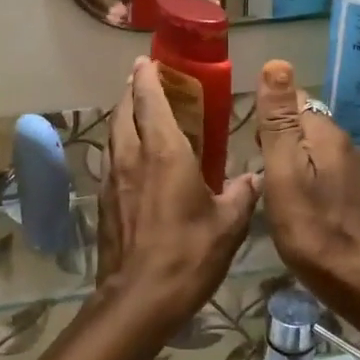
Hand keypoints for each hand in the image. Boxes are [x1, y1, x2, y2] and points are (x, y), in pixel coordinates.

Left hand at [97, 58, 258, 335]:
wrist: (139, 299)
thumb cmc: (188, 255)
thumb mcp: (228, 224)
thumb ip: (242, 195)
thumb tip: (256, 178)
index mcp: (164, 153)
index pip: (149, 101)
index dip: (147, 78)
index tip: (147, 61)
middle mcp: (132, 157)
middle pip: (124, 111)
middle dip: (132, 90)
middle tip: (144, 79)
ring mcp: (113, 179)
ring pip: (113, 134)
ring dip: (123, 115)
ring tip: (136, 109)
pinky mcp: (104, 201)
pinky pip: (111, 158)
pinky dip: (120, 144)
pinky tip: (132, 156)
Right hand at [255, 61, 359, 341]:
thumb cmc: (314, 231)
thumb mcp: (284, 174)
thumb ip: (278, 122)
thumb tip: (277, 64)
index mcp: (326, 134)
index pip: (294, 100)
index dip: (267, 116)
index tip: (248, 145)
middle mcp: (347, 145)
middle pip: (304, 126)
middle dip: (278, 139)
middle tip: (256, 170)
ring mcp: (358, 173)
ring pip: (316, 152)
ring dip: (293, 162)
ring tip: (271, 190)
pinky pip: (327, 176)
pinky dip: (309, 182)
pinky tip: (298, 207)